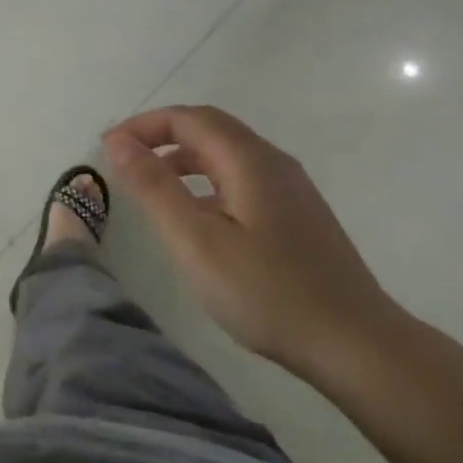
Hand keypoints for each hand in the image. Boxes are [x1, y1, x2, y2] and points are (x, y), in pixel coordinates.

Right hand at [101, 105, 405, 368]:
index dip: (144, 125)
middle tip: (123, 161)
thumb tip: (118, 141)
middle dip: (162, 136)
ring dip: (184, 159)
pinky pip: (242, 179)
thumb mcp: (195, 240)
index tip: (107, 148)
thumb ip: (153, 187)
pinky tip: (197, 216)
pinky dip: (207, 181)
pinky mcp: (298, 216)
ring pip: (228, 155)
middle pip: (211, 129)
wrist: (354, 343)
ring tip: (151, 186)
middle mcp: (274, 163)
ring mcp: (292, 190)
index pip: (189, 119)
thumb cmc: (266, 291)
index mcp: (250, 160)